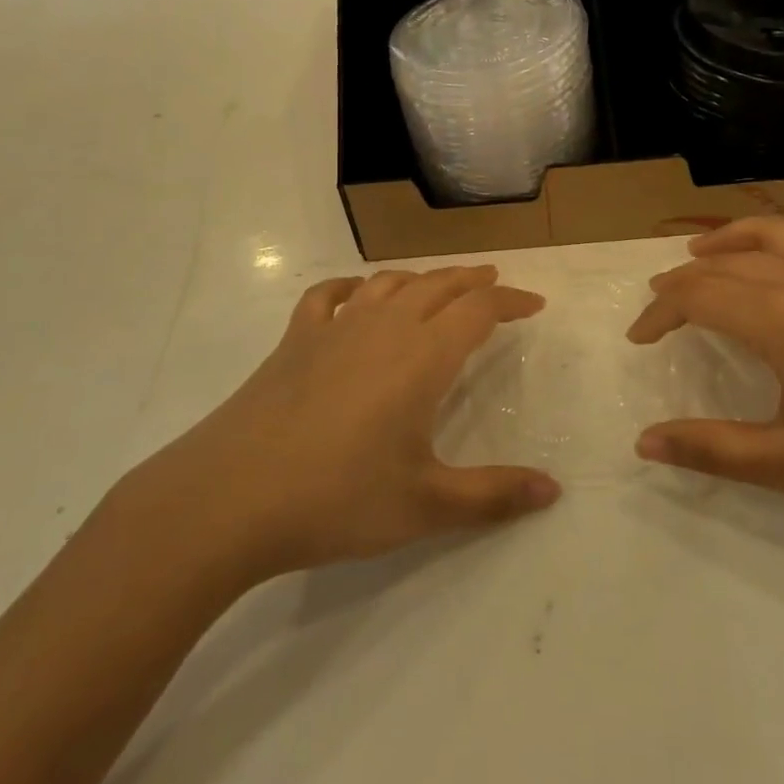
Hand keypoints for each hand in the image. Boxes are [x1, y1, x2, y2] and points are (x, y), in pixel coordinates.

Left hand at [129, 266, 560, 582]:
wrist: (229, 498)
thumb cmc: (337, 499)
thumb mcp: (425, 505)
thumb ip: (493, 495)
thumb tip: (554, 490)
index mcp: (422, 358)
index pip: (478, 311)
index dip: (510, 303)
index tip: (534, 304)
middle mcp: (383, 328)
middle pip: (437, 286)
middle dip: (471, 281)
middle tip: (495, 281)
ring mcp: (334, 329)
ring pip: (388, 284)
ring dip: (421, 278)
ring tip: (438, 284)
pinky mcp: (294, 341)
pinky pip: (327, 297)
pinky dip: (350, 287)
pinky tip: (354, 294)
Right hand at [629, 217, 783, 529]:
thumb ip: (712, 450)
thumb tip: (643, 444)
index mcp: (782, 320)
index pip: (699, 297)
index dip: (659, 313)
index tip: (638, 339)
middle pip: (725, 263)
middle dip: (682, 282)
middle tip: (658, 307)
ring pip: (768, 234)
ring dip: (725, 243)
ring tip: (699, 256)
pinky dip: (772, 239)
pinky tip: (774, 263)